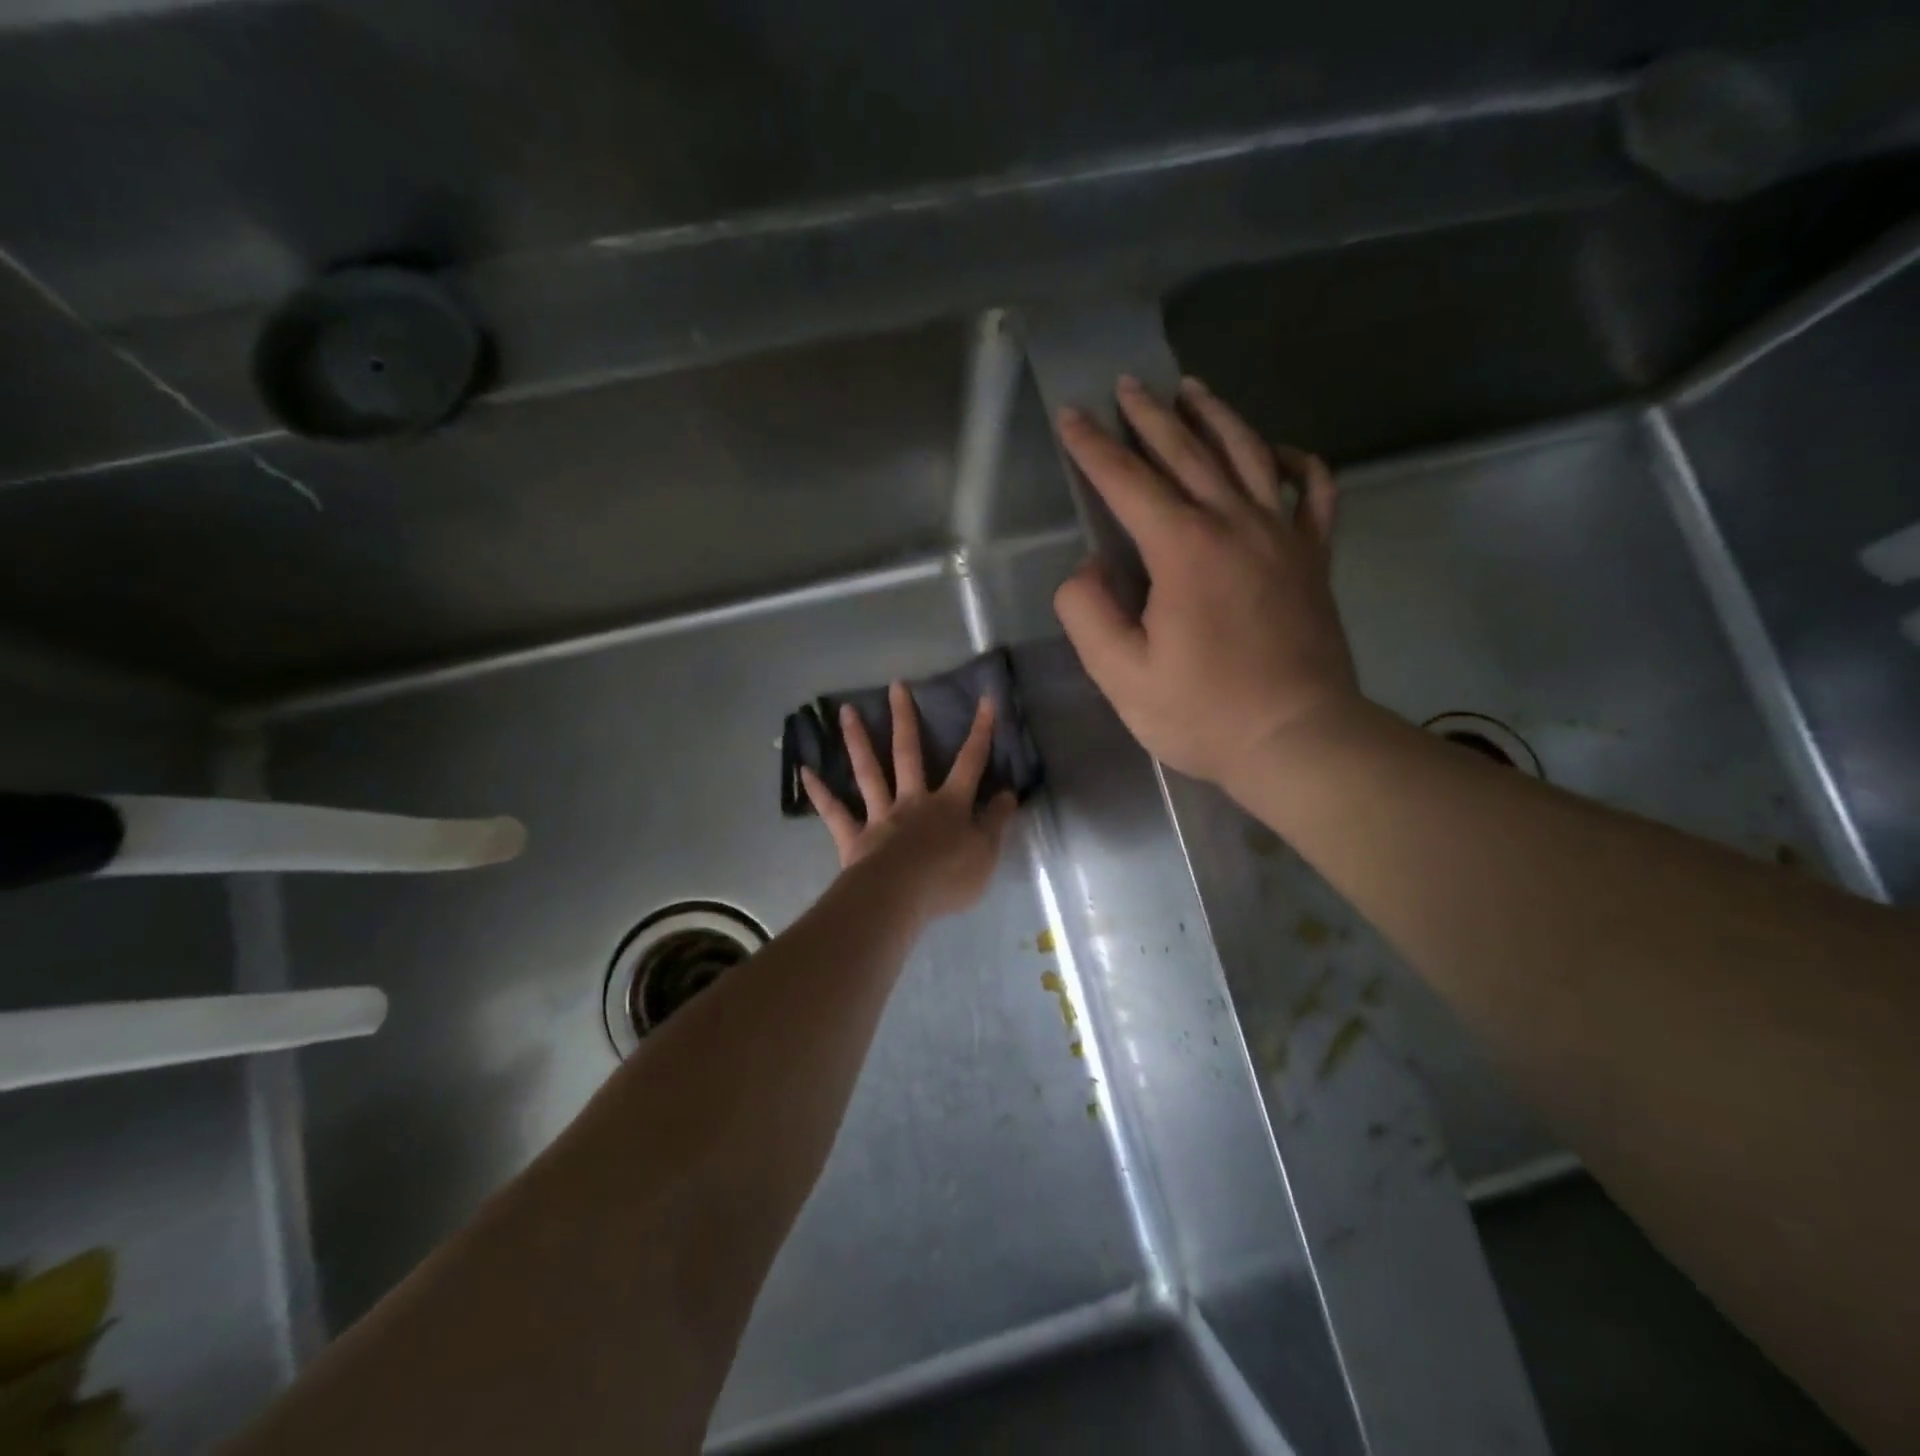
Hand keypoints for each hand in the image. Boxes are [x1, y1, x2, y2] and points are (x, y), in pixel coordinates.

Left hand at [800, 683, 1017, 922]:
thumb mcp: (986, 853)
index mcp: (949, 804)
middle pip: (908, 753)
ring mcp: (881, 816)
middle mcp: (913, 801)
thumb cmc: (948, 877)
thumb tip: (1007, 793)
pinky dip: (820, 792)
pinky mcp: (855, 838)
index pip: (970, 762)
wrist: (900, 898)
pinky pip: (835, 812)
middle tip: (895, 687)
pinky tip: (805, 771)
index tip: (985, 700)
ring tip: (845, 710)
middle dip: (904, 719)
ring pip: (869, 771)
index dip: (980, 732)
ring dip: (857, 740)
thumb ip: (996, 822)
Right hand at [1052, 375, 1362, 790]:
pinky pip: (1313, 491)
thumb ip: (1088, 612)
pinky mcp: (1314, 558)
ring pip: (1249, 453)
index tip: (1071, 415)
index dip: (1094, 448)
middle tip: (1126, 385)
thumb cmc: (1203, 713)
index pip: (1128, 482)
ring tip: (1192, 389)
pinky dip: (1297, 462)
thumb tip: (1090, 567)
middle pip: (1187, 452)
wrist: (1299, 740)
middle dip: (1150, 415)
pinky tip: (1279, 451)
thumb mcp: (1121, 675)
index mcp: (1183, 549)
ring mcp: (1283, 536)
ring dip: (1216, 416)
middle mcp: (1235, 524)